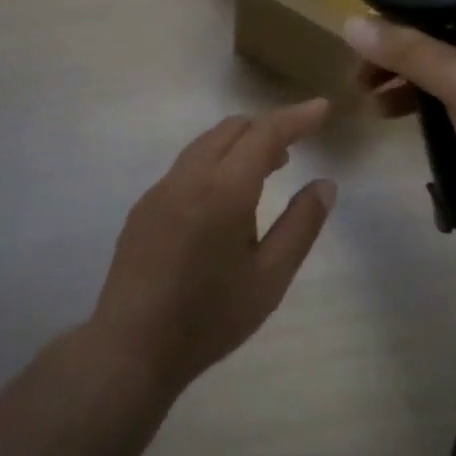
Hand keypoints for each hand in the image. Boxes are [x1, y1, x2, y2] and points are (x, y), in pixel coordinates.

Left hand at [91, 101, 335, 392]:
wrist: (131, 348)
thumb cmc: (210, 317)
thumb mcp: (270, 278)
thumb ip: (301, 225)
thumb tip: (325, 184)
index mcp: (224, 189)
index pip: (265, 133)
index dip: (296, 117)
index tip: (322, 107)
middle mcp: (189, 176)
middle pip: (232, 128)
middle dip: (268, 127)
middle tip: (297, 145)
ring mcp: (161, 189)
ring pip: (206, 143)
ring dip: (240, 142)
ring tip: (268, 167)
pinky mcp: (144, 206)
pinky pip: (187, 165)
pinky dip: (216, 160)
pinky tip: (225, 197)